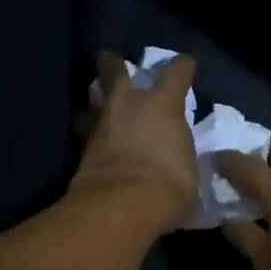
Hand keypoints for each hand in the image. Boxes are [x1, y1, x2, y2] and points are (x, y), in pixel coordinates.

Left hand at [70, 52, 199, 233]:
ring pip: (92, 99)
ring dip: (96, 102)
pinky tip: (94, 143)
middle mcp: (128, 103)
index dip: (183, 67)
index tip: (186, 66)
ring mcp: (100, 123)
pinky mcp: (80, 148)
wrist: (121, 206)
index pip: (177, 72)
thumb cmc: (168, 186)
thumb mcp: (189, 172)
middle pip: (114, 69)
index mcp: (163, 104)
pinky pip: (85, 132)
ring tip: (100, 108)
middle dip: (113, 64)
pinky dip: (90, 134)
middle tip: (112, 62)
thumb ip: (182, 158)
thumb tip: (180, 163)